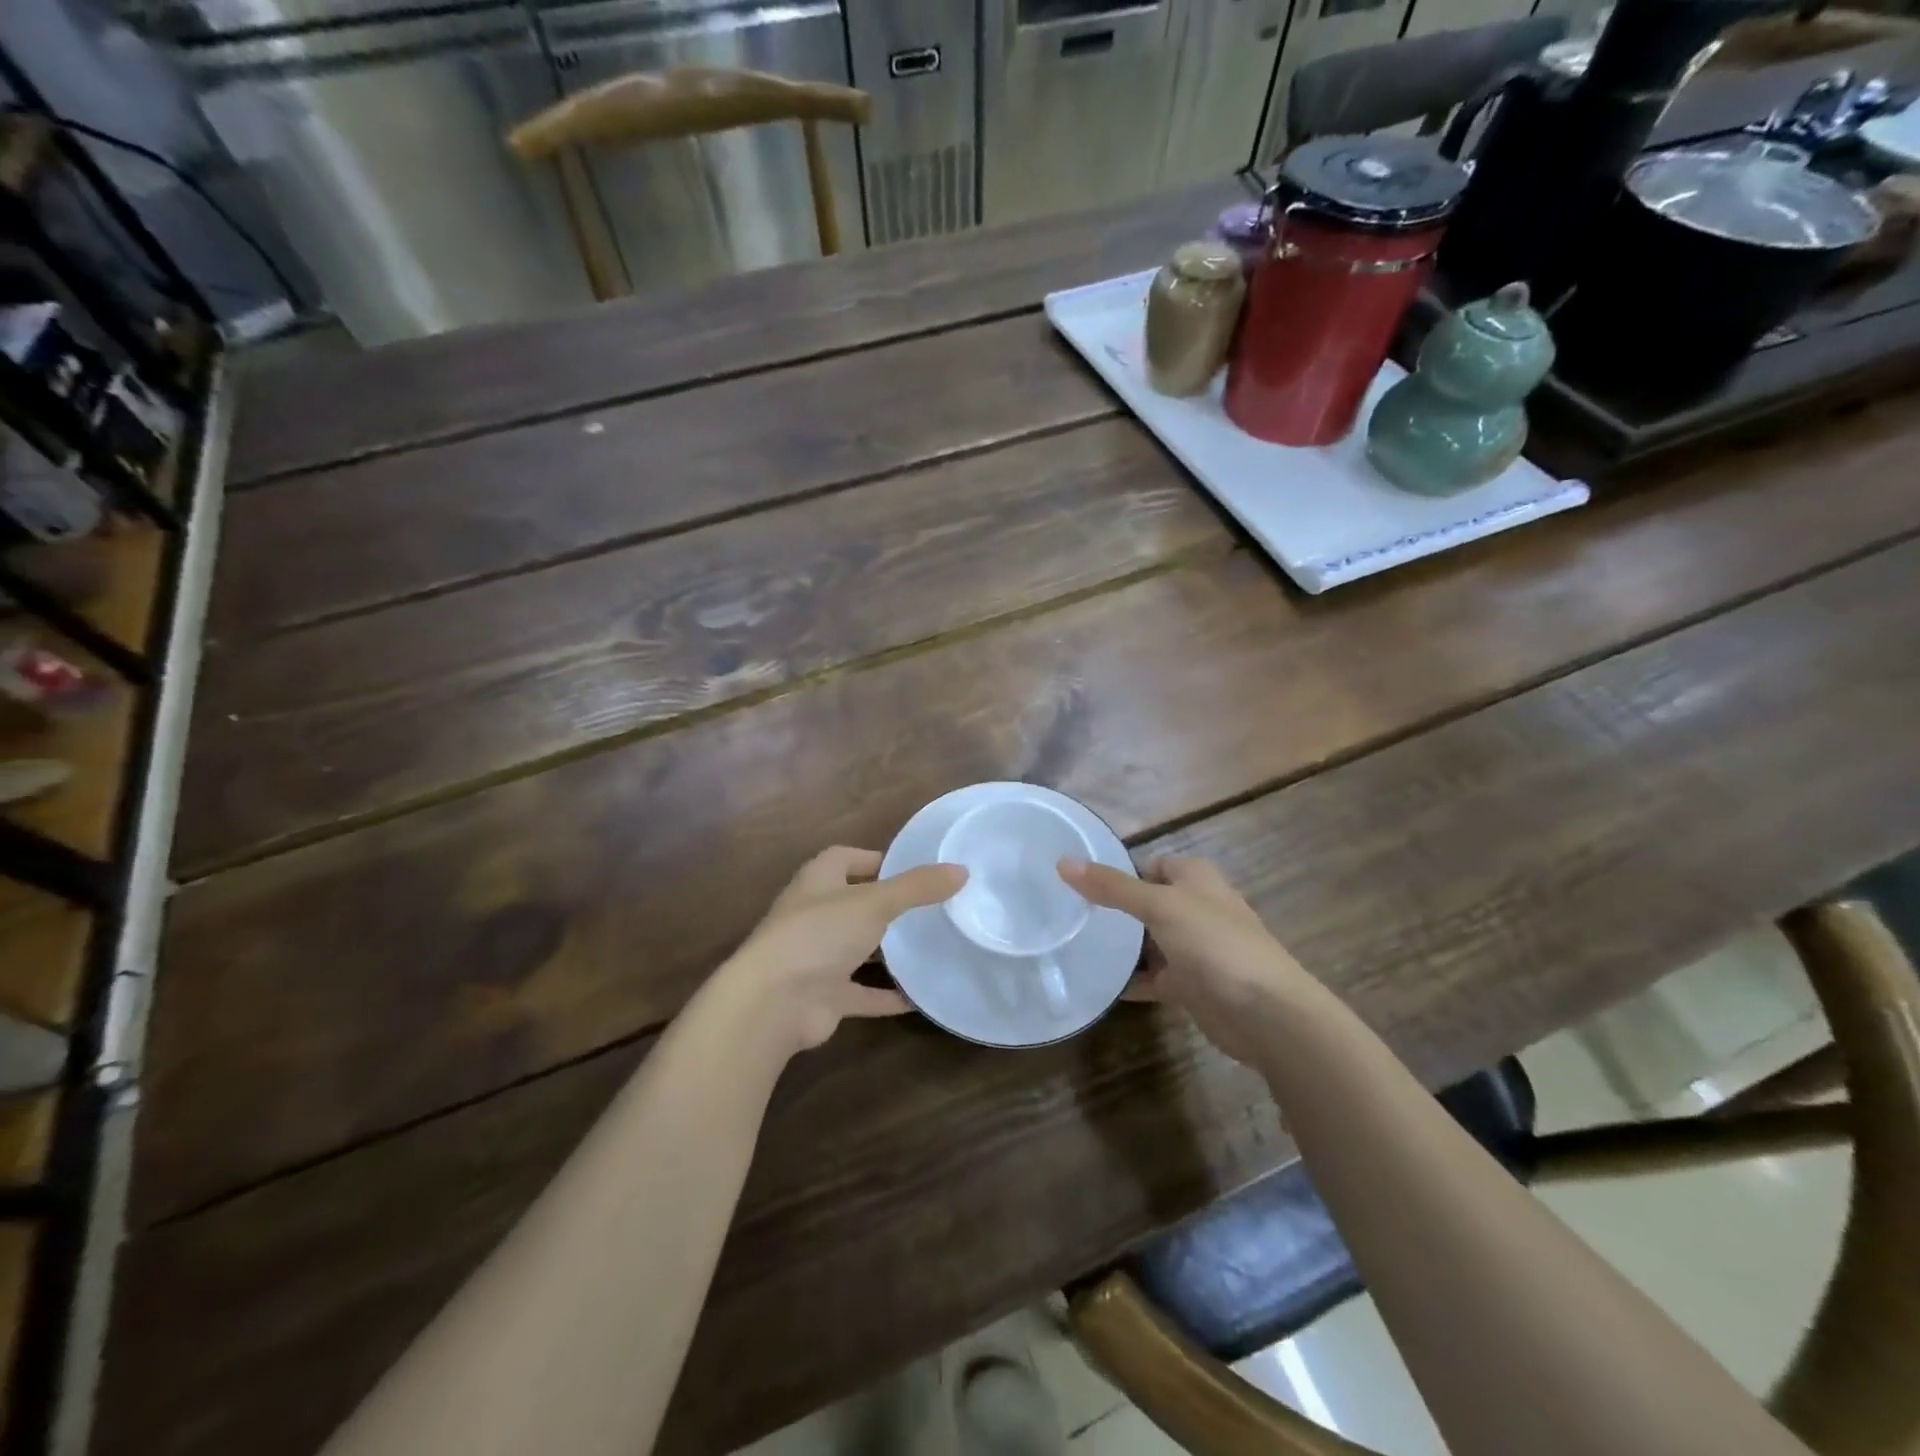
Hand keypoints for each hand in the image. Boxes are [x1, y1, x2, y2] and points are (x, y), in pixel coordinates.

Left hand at [716, 847, 965, 1055]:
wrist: (773, 1003)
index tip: (914, 868)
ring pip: (858, 948)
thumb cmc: (819, 934)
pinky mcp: (825, 995)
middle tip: (933, 908)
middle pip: (855, 903)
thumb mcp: (875, 902)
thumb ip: (917, 887)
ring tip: (932, 945)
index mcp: (818, 881)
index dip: (877, 859)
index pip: (846, 858)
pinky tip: (921, 996)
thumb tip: (962, 870)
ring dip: (887, 951)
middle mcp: (814, 915)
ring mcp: (817, 957)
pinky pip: (863, 992)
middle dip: (888, 906)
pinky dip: (888, 995)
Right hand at [1059, 855, 1309, 1066]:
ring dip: (1119, 947)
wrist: (1266, 1013)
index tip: (1077, 883)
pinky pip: (1151, 977)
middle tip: (1067, 915)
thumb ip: (1112, 887)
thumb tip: (1063, 862)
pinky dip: (1129, 980)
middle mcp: (1195, 908)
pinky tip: (1097, 984)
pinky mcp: (1190, 985)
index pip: (1148, 865)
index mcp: (1194, 878)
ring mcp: (1193, 948)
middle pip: (1145, 903)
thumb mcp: (1159, 905)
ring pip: (1147, 942)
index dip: (1118, 872)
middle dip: (1112, 910)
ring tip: (1072, 946)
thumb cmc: (1215, 943)